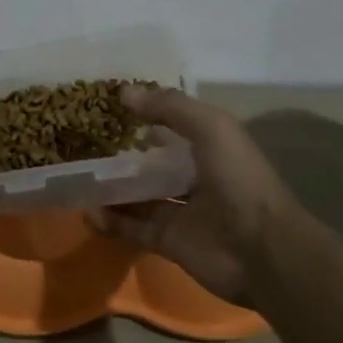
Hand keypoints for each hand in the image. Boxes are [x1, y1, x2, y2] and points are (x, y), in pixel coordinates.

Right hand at [87, 87, 299, 305]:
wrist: (262, 251)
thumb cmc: (238, 180)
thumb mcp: (210, 128)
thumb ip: (169, 107)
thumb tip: (125, 92)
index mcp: (210, 149)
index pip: (174, 129)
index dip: (147, 119)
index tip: (111, 111)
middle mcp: (195, 178)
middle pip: (152, 166)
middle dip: (123, 158)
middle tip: (86, 148)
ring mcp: (181, 212)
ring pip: (138, 198)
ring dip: (111, 191)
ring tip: (79, 180)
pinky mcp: (168, 242)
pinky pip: (133, 228)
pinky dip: (110, 222)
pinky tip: (88, 213)